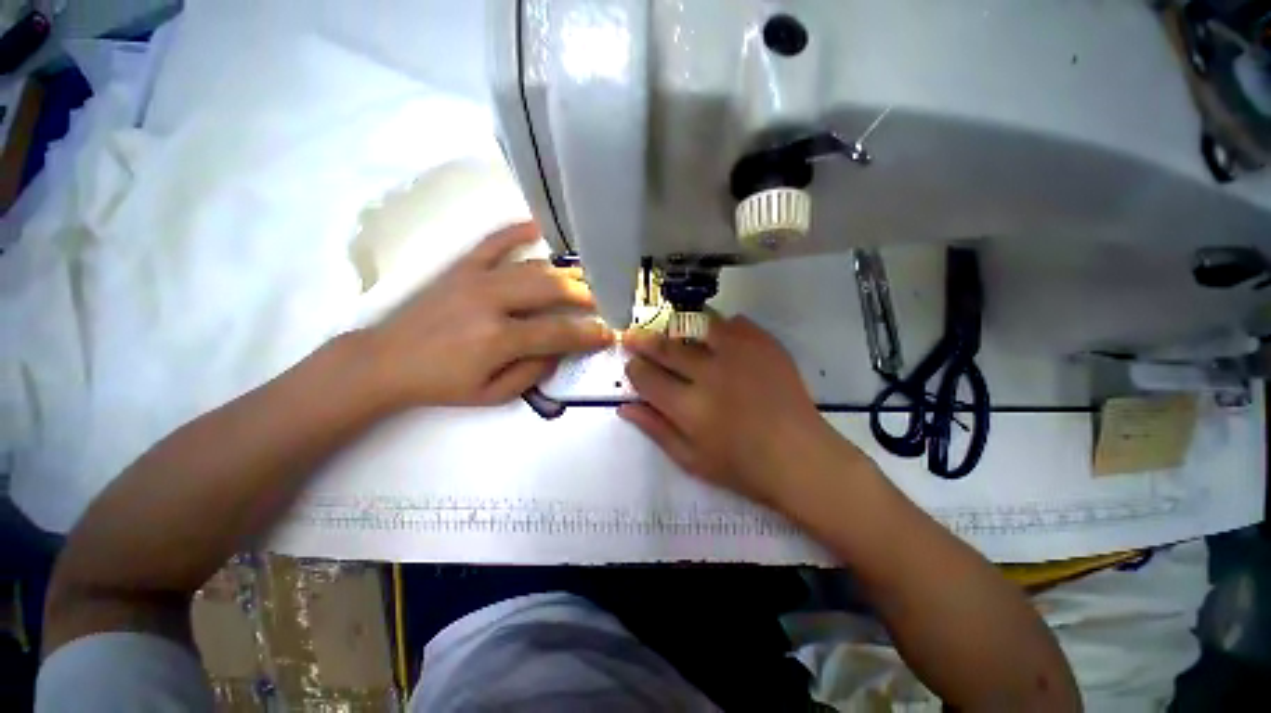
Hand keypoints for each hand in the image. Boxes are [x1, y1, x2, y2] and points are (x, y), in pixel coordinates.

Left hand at [365, 223, 613, 407]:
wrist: (385, 360)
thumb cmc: (442, 384)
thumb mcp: (493, 395)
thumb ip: (533, 373)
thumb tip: (559, 351)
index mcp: (499, 339)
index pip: (559, 333)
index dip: (589, 334)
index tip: (609, 333)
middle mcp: (492, 302)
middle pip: (552, 290)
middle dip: (586, 295)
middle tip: (603, 301)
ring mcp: (476, 279)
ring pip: (534, 268)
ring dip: (565, 273)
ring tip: (586, 278)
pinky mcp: (461, 267)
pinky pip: (494, 242)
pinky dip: (517, 231)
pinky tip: (539, 226)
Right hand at [620, 315, 849, 505]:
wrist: (800, 457)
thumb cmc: (742, 467)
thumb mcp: (691, 459)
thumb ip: (655, 429)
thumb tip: (623, 406)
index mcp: (689, 407)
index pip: (646, 377)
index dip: (634, 369)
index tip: (633, 366)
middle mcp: (710, 375)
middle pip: (666, 347)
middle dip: (644, 341)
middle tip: (634, 337)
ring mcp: (739, 355)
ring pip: (696, 326)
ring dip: (679, 329)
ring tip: (673, 334)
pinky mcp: (764, 345)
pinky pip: (734, 323)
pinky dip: (720, 328)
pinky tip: (717, 339)